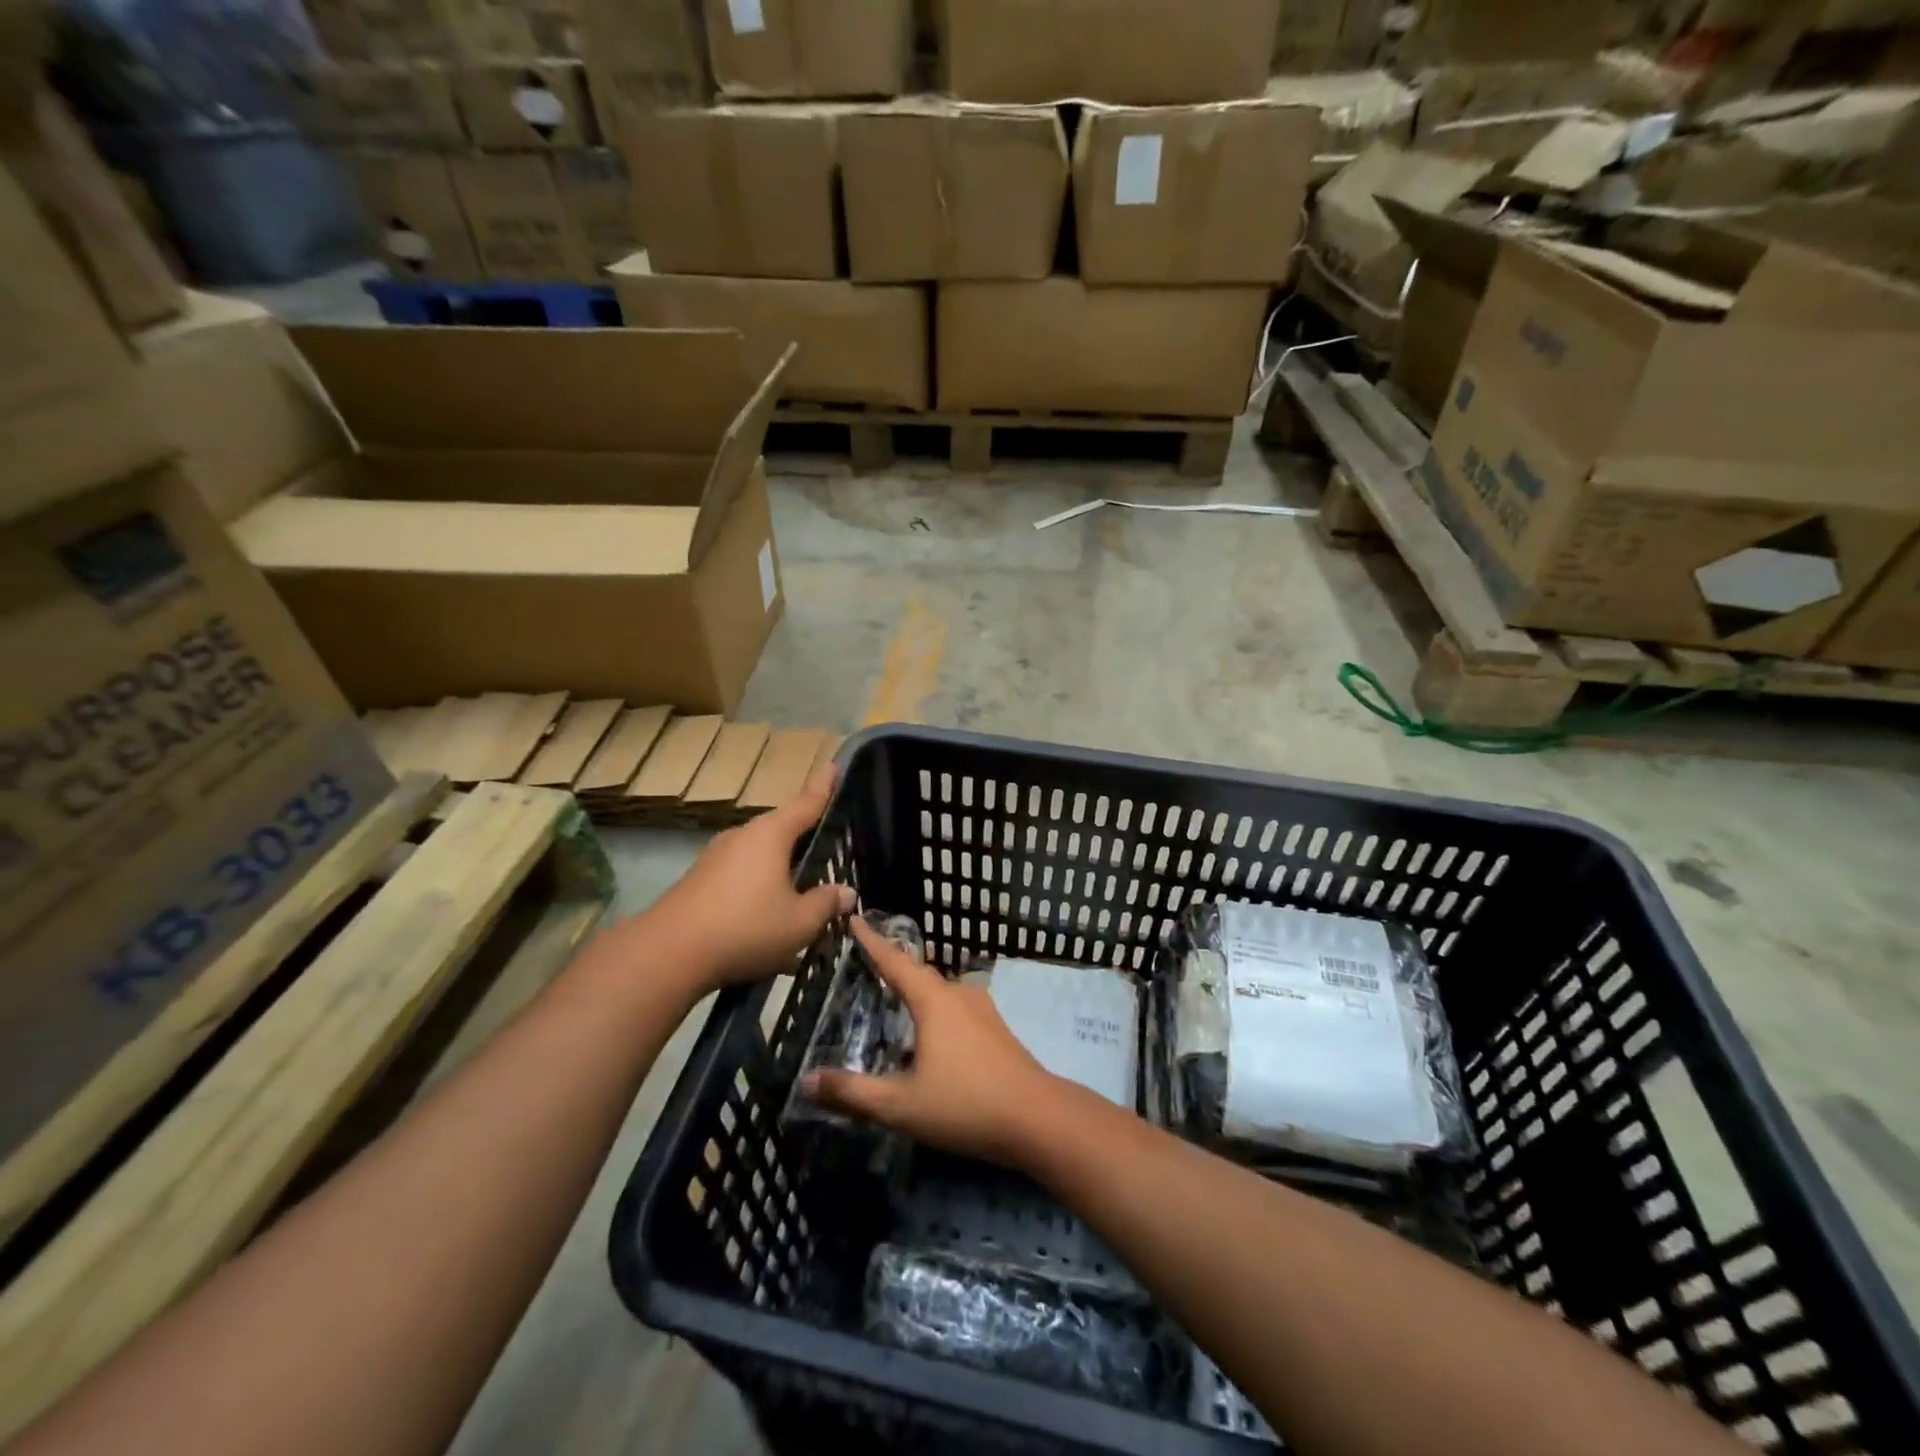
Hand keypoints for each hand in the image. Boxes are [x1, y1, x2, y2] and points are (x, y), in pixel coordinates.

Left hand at [633, 764, 855, 993]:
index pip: (805, 803)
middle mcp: (742, 836)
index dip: (823, 786)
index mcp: (770, 835)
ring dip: (780, 870)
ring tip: (800, 895)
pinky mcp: (699, 881)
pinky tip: (766, 919)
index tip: (833, 765)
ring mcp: (716, 857)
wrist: (667, 954)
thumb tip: (846, 892)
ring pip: (759, 856)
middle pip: (781, 830)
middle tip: (826, 849)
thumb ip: (826, 904)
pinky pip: (740, 876)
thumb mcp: (799, 922)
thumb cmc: (745, 927)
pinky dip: (758, 889)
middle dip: (803, 839)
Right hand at [800, 916, 1060, 1165]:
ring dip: (920, 997)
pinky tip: (933, 1043)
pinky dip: (939, 1015)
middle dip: (896, 971)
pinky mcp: (997, 1030)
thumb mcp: (900, 1104)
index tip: (856, 918)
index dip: (872, 942)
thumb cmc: (965, 1104)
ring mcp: (983, 1010)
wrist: (1036, 1118)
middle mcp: (958, 995)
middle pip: (920, 976)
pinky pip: (959, 1010)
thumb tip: (806, 1081)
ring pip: (943, 994)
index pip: (895, 962)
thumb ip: (852, 1092)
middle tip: (871, 971)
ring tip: (899, 1011)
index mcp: (933, 1001)